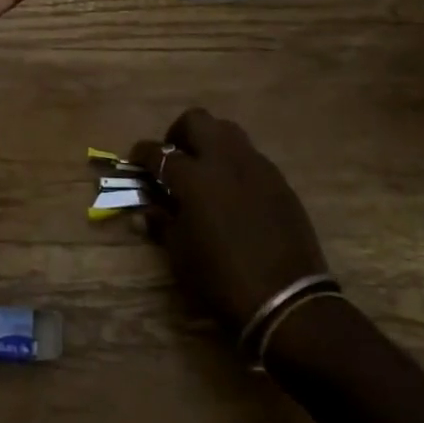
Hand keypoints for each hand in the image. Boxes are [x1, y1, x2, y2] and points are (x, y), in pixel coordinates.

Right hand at [131, 109, 331, 334]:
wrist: (288, 301)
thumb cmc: (223, 280)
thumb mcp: (181, 255)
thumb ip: (162, 223)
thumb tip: (146, 210)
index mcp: (194, 177)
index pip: (159, 153)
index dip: (142, 153)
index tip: (135, 160)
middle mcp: (224, 160)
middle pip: (196, 121)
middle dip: (179, 133)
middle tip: (174, 157)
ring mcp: (255, 166)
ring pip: (227, 131)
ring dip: (210, 141)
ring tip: (204, 169)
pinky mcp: (278, 180)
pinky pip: (250, 156)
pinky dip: (234, 163)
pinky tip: (233, 190)